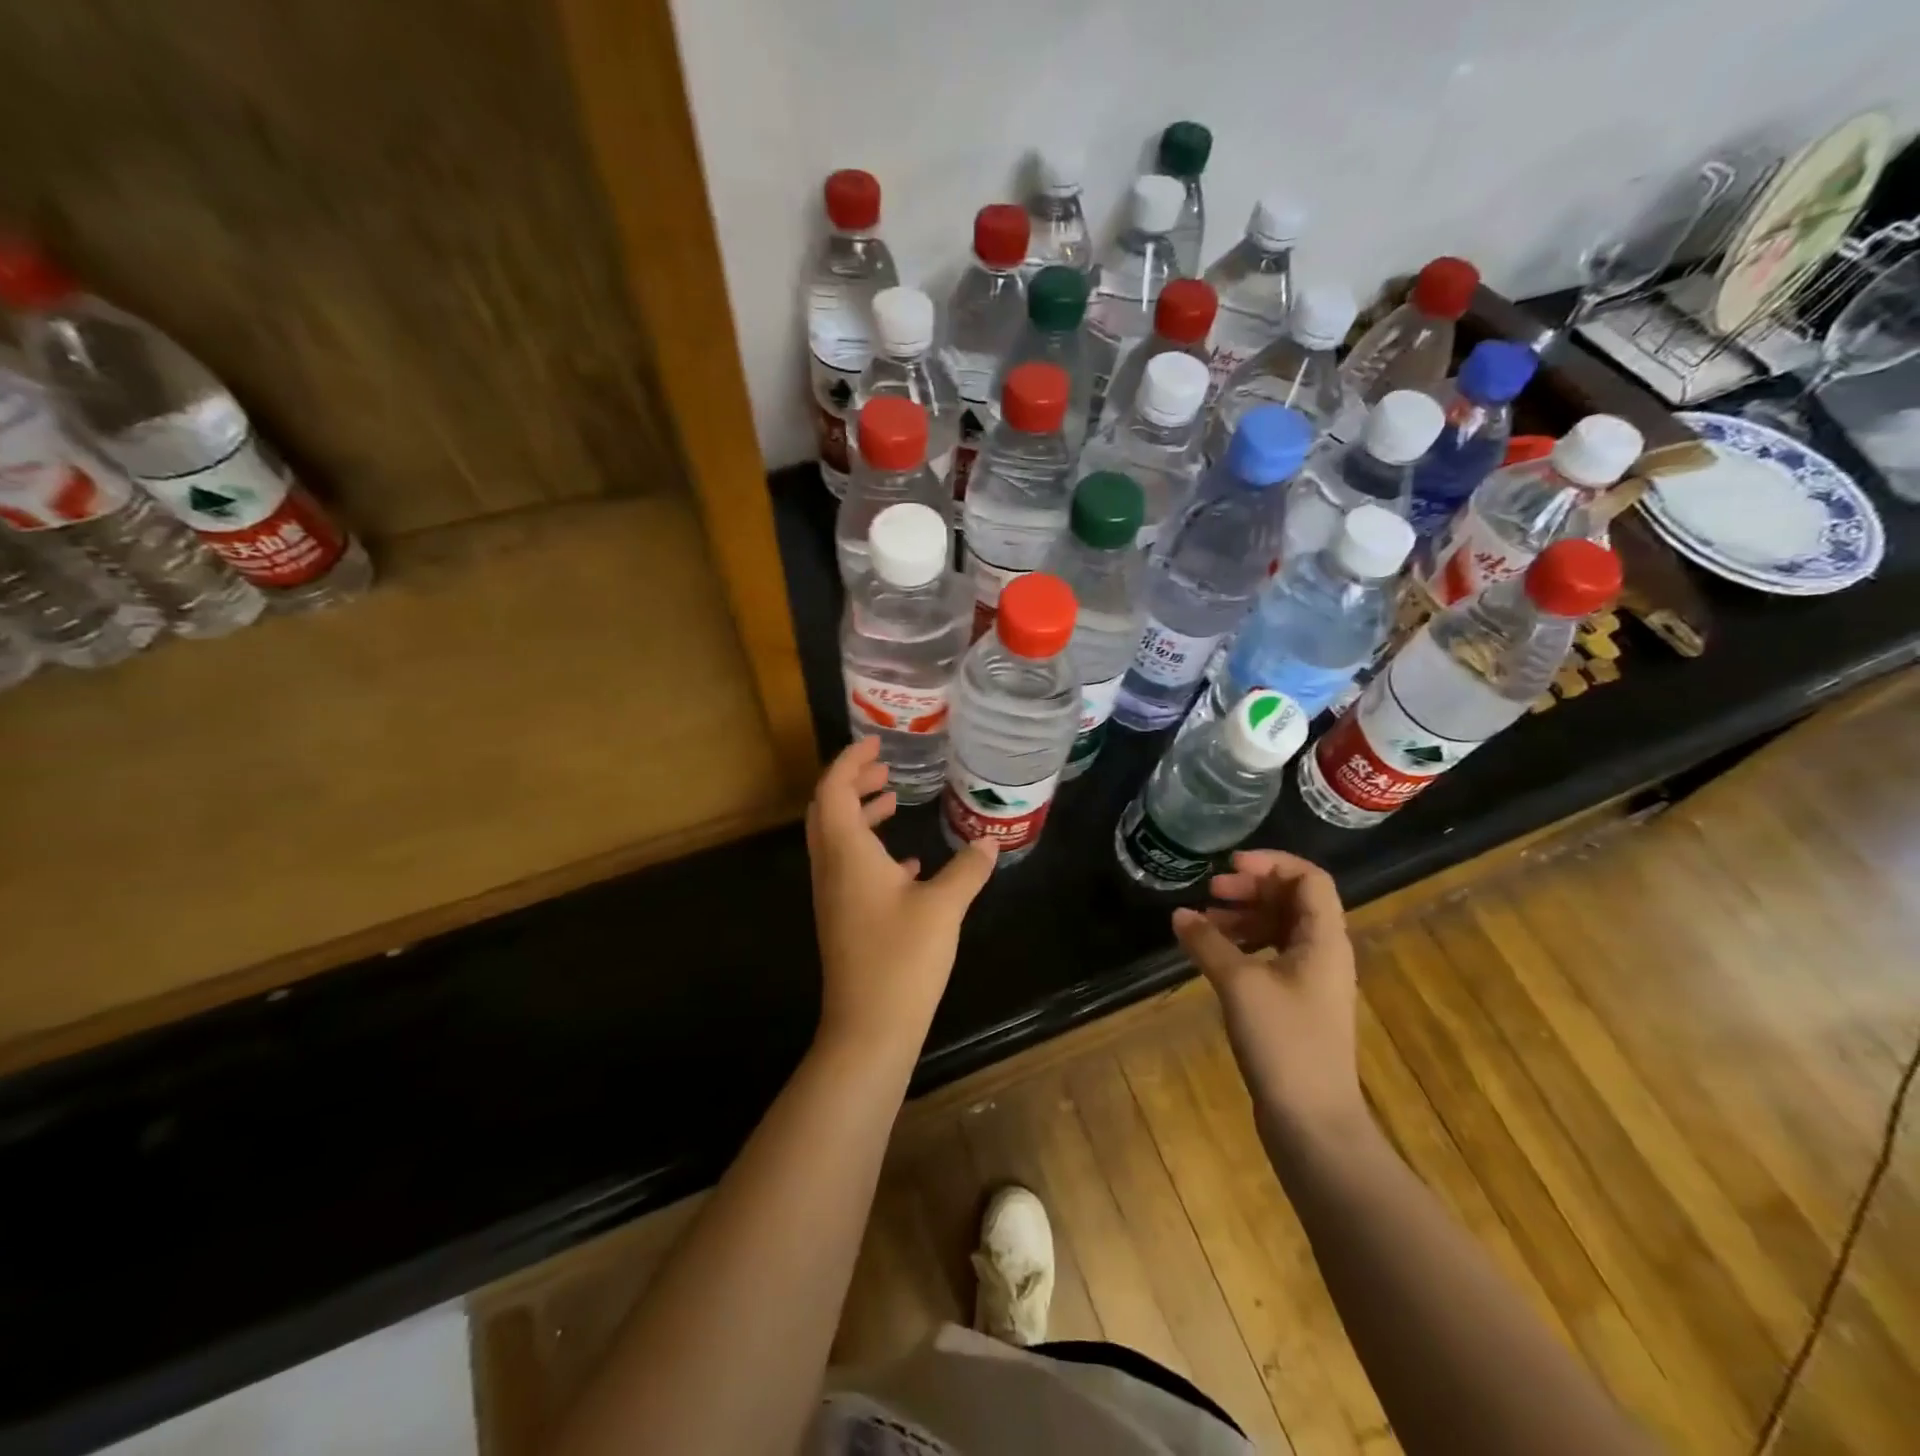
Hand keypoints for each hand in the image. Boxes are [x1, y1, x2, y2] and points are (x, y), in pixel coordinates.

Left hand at [805, 737, 997, 1062]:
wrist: (869, 1028)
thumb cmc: (902, 959)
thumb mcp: (944, 907)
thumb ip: (967, 869)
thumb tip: (989, 841)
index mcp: (847, 853)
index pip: (834, 789)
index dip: (850, 761)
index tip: (876, 744)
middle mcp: (831, 868)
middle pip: (828, 809)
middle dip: (853, 782)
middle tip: (886, 767)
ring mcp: (834, 896)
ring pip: (838, 839)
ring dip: (860, 813)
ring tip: (894, 800)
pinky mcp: (844, 919)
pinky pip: (850, 867)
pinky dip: (871, 849)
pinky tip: (907, 862)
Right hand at [1172, 850, 1365, 1138]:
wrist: (1314, 1124)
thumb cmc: (1284, 1044)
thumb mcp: (1240, 985)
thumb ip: (1208, 943)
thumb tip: (1179, 914)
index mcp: (1324, 940)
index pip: (1308, 878)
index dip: (1270, 862)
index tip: (1228, 866)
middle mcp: (1324, 953)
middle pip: (1292, 900)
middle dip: (1251, 888)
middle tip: (1210, 892)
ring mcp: (1311, 981)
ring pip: (1280, 928)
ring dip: (1244, 917)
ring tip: (1204, 924)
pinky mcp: (1296, 1005)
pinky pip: (1272, 956)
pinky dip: (1244, 946)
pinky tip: (1214, 956)